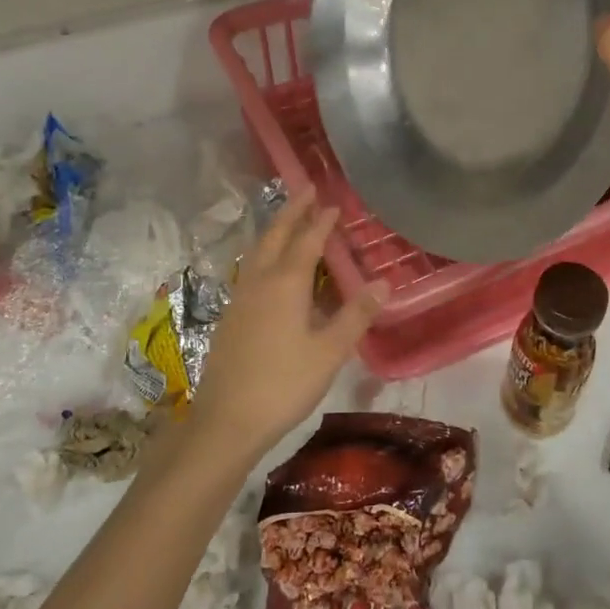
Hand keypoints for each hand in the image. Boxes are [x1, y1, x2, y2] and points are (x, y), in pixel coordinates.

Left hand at [188, 192, 384, 458]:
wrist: (226, 419)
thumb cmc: (283, 384)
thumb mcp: (329, 352)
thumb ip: (356, 315)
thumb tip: (383, 283)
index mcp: (285, 283)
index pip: (306, 241)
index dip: (321, 221)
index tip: (333, 203)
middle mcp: (260, 281)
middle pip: (275, 235)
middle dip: (291, 211)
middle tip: (306, 189)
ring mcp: (240, 297)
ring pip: (258, 250)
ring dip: (275, 229)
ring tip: (288, 219)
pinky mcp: (230, 315)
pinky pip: (250, 268)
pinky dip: (264, 252)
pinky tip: (269, 267)